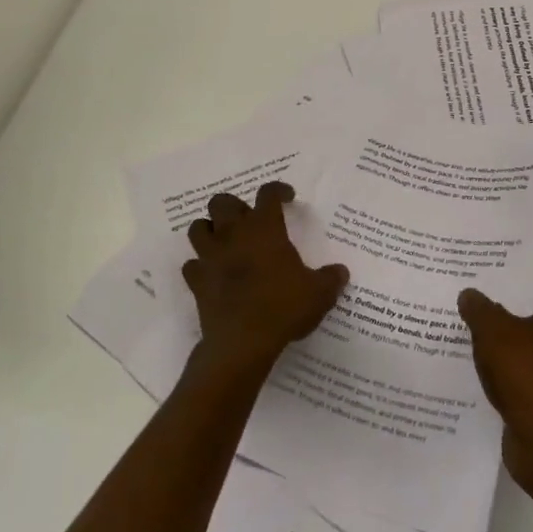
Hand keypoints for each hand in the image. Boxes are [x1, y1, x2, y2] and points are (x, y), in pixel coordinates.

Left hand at [183, 182, 347, 378]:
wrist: (243, 341)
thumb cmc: (283, 307)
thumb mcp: (319, 293)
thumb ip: (331, 278)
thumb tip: (341, 272)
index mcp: (264, 228)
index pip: (268, 194)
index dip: (278, 190)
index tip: (287, 197)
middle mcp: (234, 234)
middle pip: (222, 202)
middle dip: (234, 206)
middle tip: (249, 221)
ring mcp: (210, 256)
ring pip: (198, 228)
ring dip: (209, 230)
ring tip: (224, 241)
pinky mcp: (197, 281)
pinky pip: (191, 265)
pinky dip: (200, 266)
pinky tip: (211, 274)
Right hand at [458, 262, 532, 481]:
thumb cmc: (529, 373)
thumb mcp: (493, 332)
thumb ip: (480, 309)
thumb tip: (470, 294)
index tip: (514, 262)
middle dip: (529, 300)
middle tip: (496, 292)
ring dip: (526, 336)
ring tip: (489, 328)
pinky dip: (525, 367)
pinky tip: (494, 366)